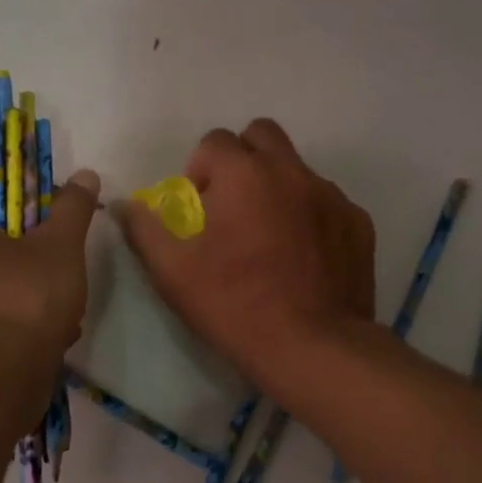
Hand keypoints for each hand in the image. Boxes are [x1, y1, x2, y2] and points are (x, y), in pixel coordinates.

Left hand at [0, 170, 100, 363]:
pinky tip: (49, 343)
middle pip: (2, 254)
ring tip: (63, 320)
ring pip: (2, 292)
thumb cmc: (25, 300)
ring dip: (35, 302)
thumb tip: (85, 175)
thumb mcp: (60, 245)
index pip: (0, 213)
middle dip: (39, 268)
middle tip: (66, 283)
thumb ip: (73, 208)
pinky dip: (21, 330)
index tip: (62, 241)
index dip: (37, 223)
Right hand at [115, 120, 373, 389]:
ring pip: (296, 169)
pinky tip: (303, 256)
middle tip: (233, 204)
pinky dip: (310, 216)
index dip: (199, 170)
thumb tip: (123, 204)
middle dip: (242, 158)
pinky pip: (327, 202)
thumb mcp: (174, 273)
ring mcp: (331, 195)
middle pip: (261, 135)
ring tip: (270, 236)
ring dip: (276, 187)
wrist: (313, 347)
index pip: (214, 141)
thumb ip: (145, 229)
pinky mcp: (358, 223)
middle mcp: (291, 172)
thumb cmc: (236, 307)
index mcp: (244, 174)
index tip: (200, 208)